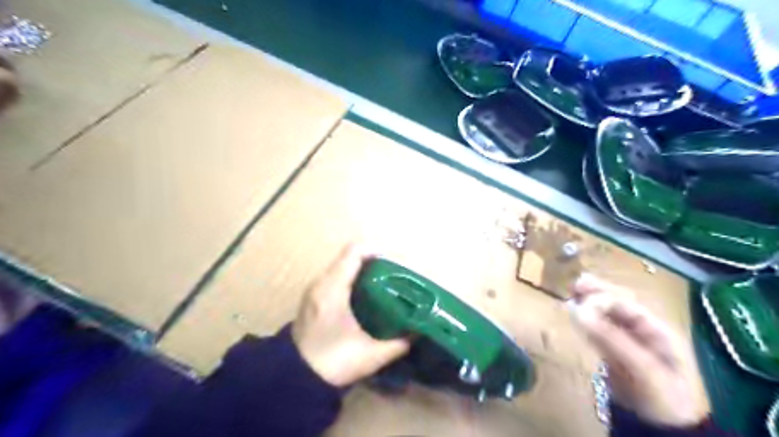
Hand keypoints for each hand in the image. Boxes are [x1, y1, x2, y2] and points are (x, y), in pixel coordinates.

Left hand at [292, 244, 409, 386]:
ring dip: (361, 271)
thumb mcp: (372, 356)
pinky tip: (363, 297)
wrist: (295, 380)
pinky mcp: (311, 297)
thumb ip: (399, 343)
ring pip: (341, 266)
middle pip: (349, 257)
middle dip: (372, 263)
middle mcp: (321, 283)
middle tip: (391, 278)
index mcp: (334, 290)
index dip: (376, 252)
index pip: (354, 252)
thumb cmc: (334, 364)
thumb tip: (417, 332)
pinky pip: (334, 276)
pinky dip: (350, 279)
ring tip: (380, 286)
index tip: (393, 266)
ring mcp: (313, 289)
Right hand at [570, 275, 710, 428]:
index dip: (604, 295)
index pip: (628, 303)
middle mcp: (644, 331)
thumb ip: (610, 338)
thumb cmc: (662, 396)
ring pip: (607, 315)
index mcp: (658, 330)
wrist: (663, 430)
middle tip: (575, 284)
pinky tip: (576, 316)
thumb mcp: (641, 367)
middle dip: (597, 293)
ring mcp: (630, 342)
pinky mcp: (616, 353)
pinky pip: (601, 330)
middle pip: (619, 304)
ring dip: (590, 304)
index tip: (580, 295)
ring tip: (571, 294)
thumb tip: (577, 310)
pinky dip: (588, 321)